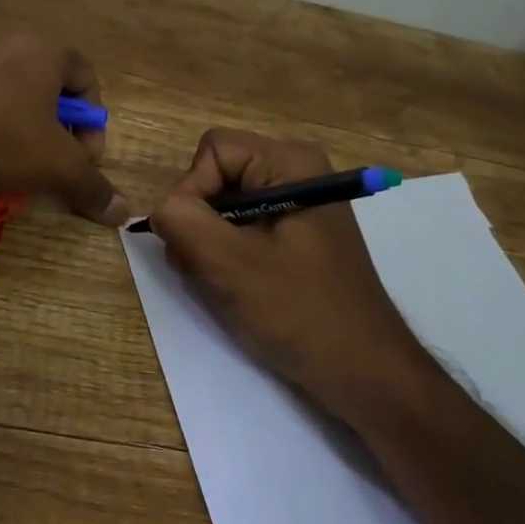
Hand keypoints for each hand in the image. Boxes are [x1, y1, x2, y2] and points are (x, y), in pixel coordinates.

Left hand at [0, 36, 130, 224]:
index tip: (85, 156)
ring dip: (20, 130)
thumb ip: (92, 186)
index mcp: (44, 52)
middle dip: (57, 129)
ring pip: (9, 96)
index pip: (87, 76)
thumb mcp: (56, 167)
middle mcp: (8, 45)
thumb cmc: (0, 138)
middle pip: (48, 88)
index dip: (93, 120)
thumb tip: (124, 212)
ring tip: (12, 166)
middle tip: (52, 162)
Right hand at [148, 130, 425, 420]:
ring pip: (225, 207)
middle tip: (205, 268)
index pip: (213, 151)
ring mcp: (298, 206)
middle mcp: (297, 173)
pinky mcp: (296, 237)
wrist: (363, 372)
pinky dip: (228, 256)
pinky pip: (243, 229)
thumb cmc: (300, 312)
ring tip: (223, 284)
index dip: (191, 190)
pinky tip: (237, 288)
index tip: (195, 241)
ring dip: (210, 244)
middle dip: (199, 221)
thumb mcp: (229, 264)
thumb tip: (161, 209)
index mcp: (290, 163)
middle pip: (218, 176)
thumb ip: (182, 222)